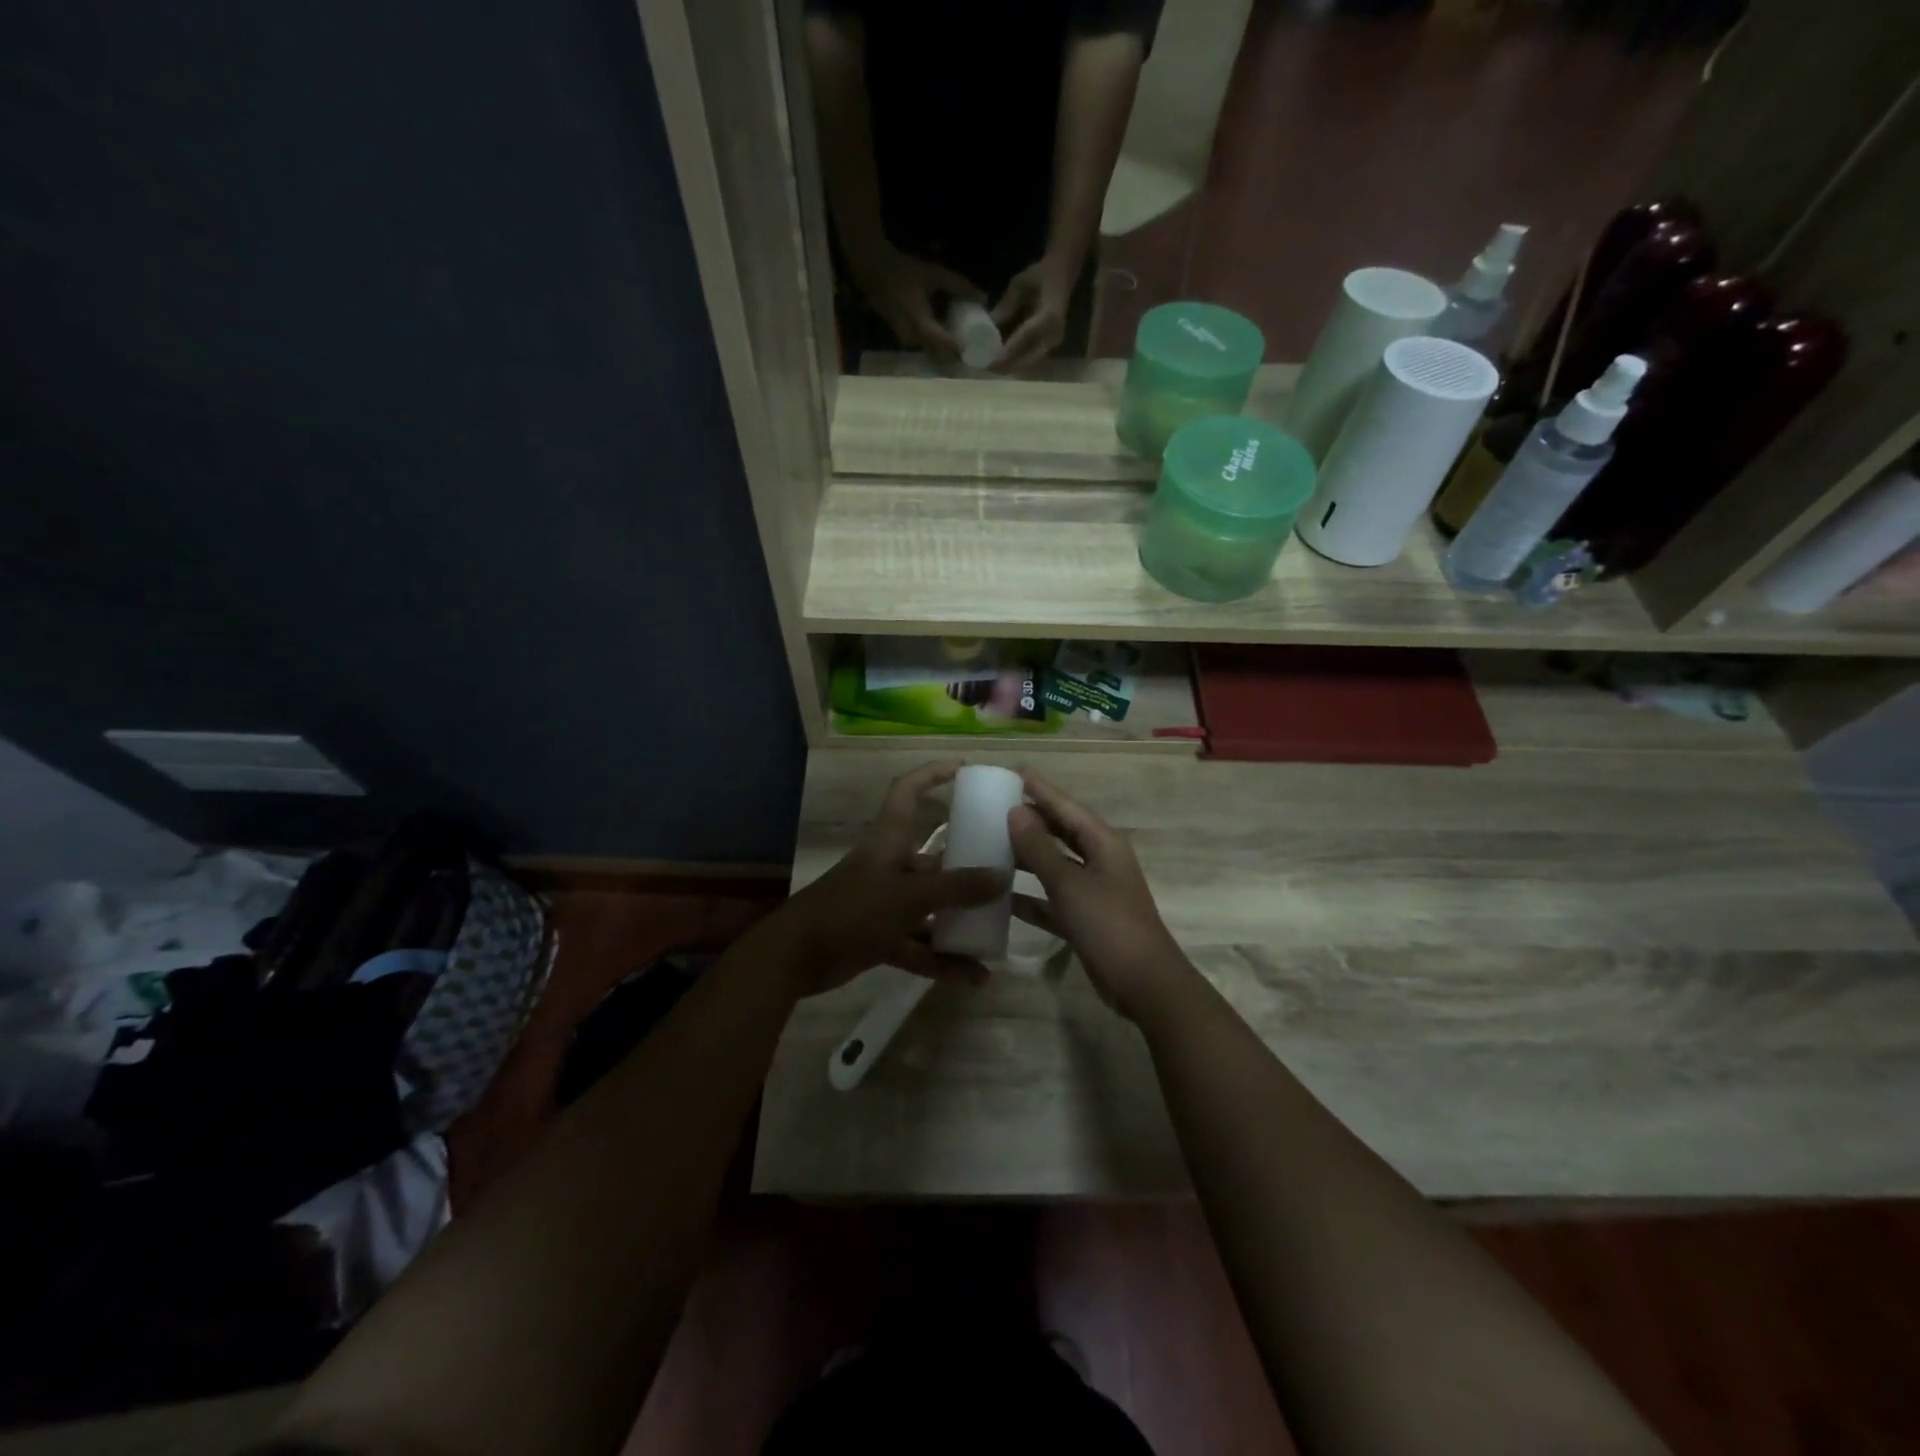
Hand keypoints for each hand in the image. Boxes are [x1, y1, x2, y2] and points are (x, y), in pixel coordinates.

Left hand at [779, 761, 1005, 996]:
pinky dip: (944, 960)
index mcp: (890, 840)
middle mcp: (891, 866)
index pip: (908, 791)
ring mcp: (886, 904)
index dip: (933, 774)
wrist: (794, 958)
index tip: (965, 769)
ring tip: (997, 930)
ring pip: (931, 907)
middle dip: (967, 866)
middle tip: (1005, 870)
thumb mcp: (908, 897)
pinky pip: (921, 945)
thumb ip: (955, 889)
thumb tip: (1001, 878)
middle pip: (934, 858)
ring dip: (960, 921)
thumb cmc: (851, 910)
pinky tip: (975, 977)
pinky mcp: (881, 937)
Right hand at [851, 246, 983, 363]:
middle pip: (939, 356)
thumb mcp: (933, 274)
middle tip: (972, 350)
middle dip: (955, 356)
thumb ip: (958, 285)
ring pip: (930, 354)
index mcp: (921, 325)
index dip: (961, 351)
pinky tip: (945, 339)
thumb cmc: (903, 271)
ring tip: (962, 346)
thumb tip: (983, 297)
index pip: (946, 347)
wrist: (872, 271)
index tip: (977, 350)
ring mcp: (905, 342)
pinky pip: (923, 348)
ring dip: (945, 353)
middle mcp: (912, 339)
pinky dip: (936, 347)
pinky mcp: (902, 339)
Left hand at [991, 256, 1075, 372]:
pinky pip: (1032, 359)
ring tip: (992, 366)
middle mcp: (1053, 335)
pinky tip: (1003, 360)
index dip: (1007, 351)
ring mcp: (1053, 343)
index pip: (1025, 339)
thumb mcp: (1020, 284)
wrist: (1063, 274)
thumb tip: (989, 325)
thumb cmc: (1041, 274)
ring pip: (1029, 363)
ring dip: (1010, 366)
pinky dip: (1017, 362)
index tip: (990, 360)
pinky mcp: (1050, 346)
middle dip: (1006, 366)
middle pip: (1028, 360)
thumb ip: (1006, 305)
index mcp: (1048, 317)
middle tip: (987, 367)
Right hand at [1006, 771, 1196, 1023]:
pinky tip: (1001, 896)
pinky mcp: (1084, 918)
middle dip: (1030, 819)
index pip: (1065, 806)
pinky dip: (1030, 896)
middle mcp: (1099, 860)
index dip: (1040, 789)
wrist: (1144, 984)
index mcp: (1103, 842)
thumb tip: (1015, 810)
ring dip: (1026, 856)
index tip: (1013, 771)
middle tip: (994, 805)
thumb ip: (1040, 848)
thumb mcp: (1070, 883)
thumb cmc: (1109, 924)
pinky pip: (1052, 898)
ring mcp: (1093, 890)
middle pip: (1060, 831)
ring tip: (990, 843)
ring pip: (1054, 864)